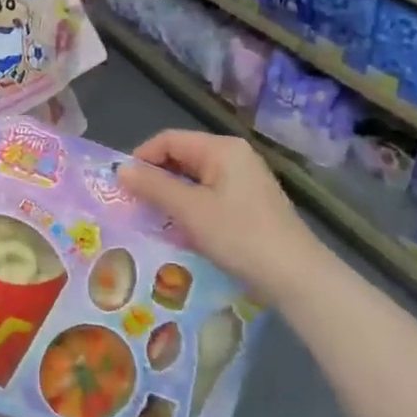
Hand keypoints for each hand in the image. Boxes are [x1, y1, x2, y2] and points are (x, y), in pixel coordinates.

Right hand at [118, 130, 321, 301]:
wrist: (297, 277)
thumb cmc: (239, 235)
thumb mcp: (190, 210)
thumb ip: (153, 186)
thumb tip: (120, 169)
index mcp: (222, 148)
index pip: (169, 140)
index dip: (142, 158)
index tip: (123, 185)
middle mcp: (234, 157)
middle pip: (182, 157)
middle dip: (156, 179)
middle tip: (134, 204)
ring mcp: (245, 180)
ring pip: (195, 179)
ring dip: (172, 196)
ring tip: (153, 219)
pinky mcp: (250, 204)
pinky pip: (209, 196)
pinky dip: (191, 208)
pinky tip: (182, 231)